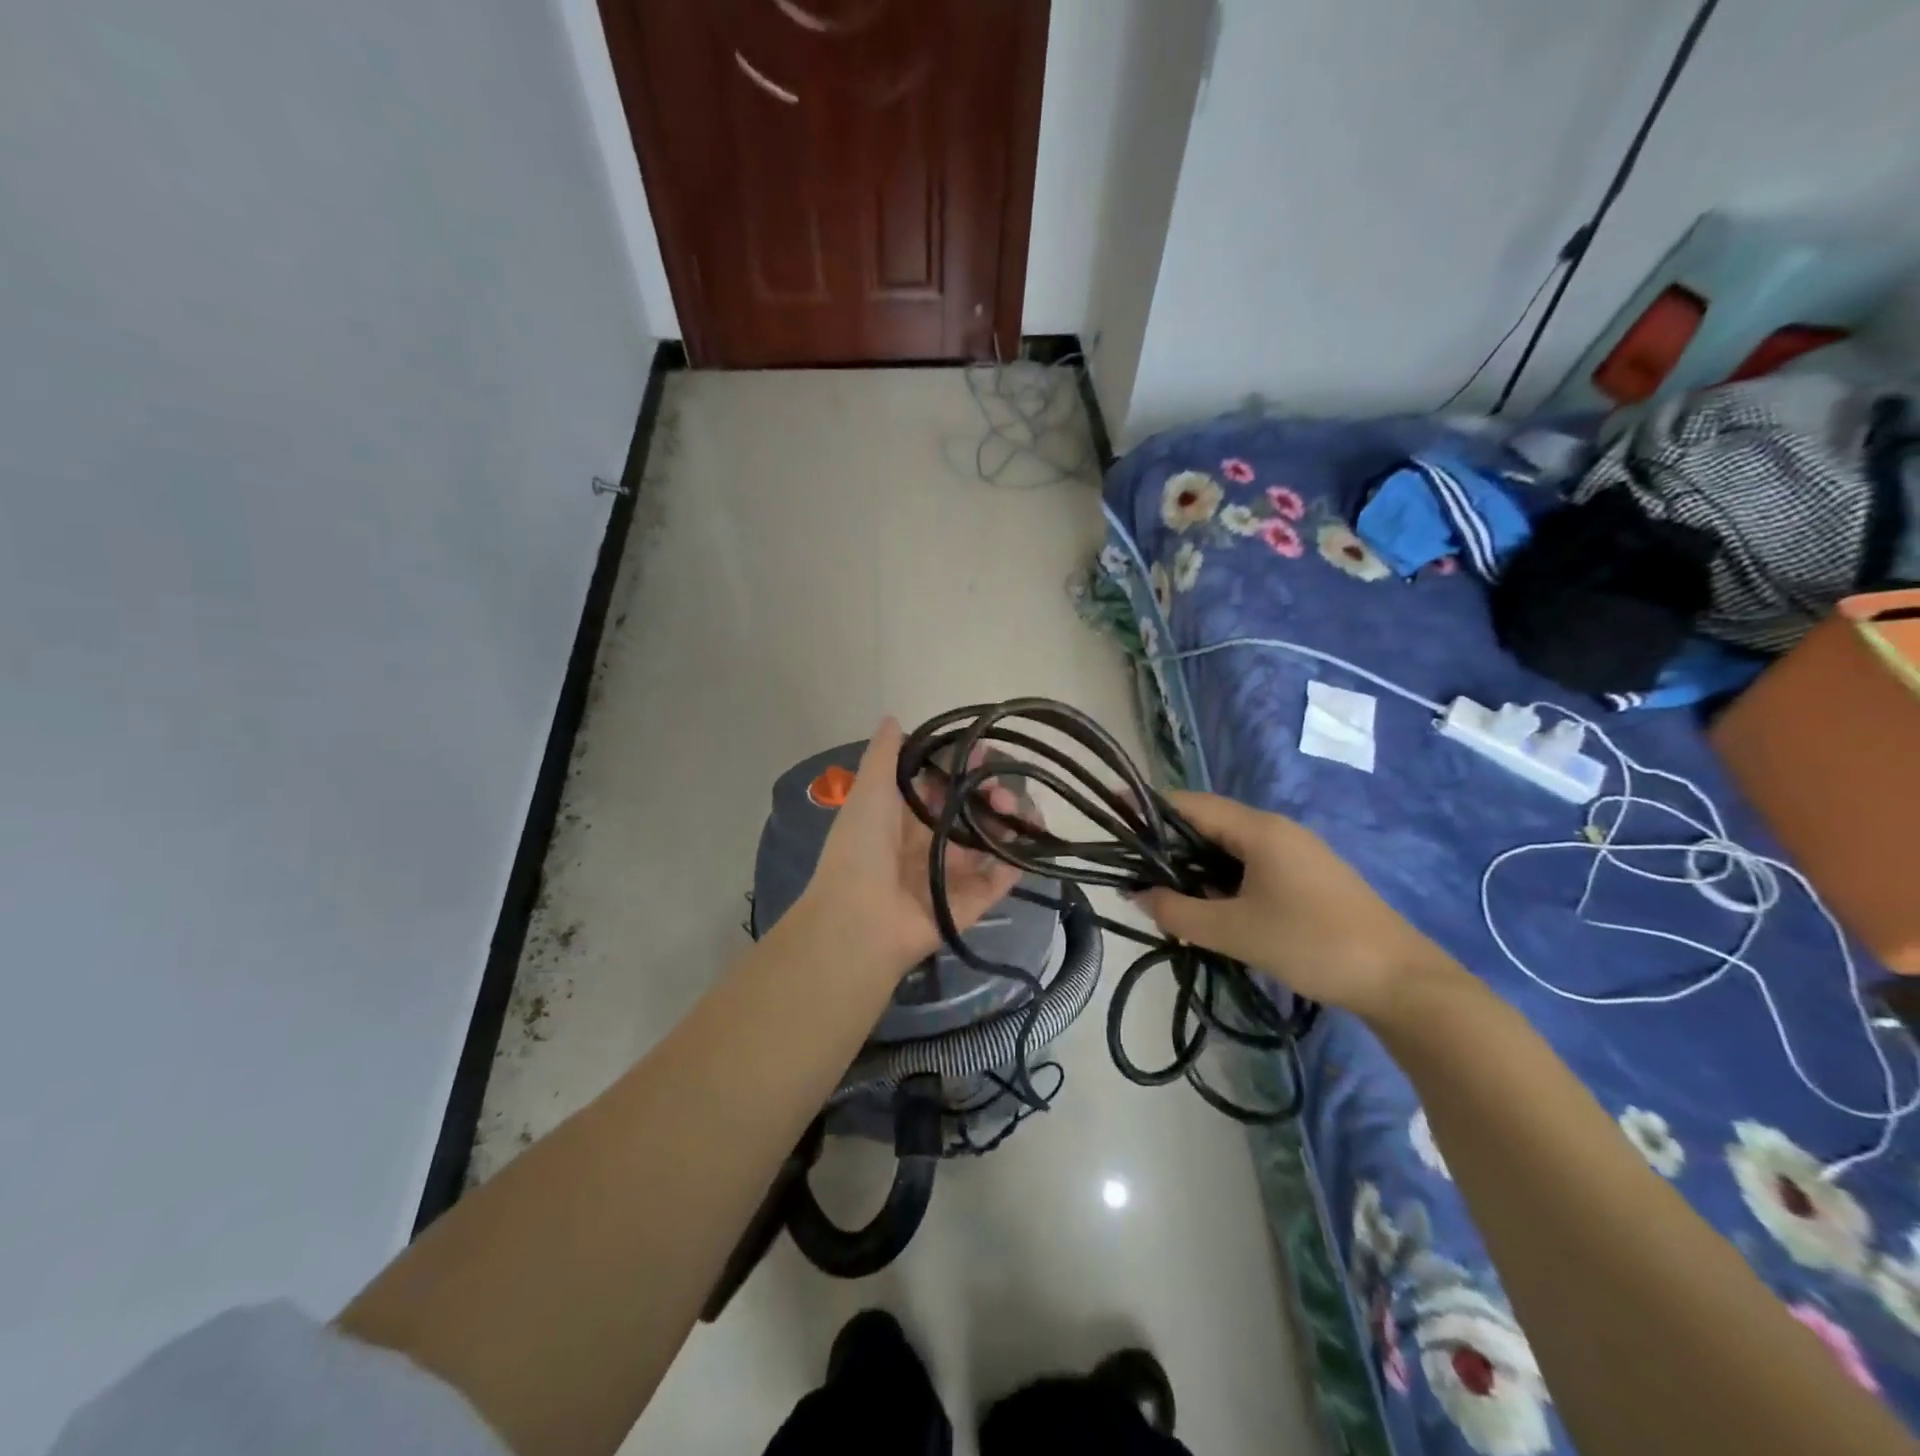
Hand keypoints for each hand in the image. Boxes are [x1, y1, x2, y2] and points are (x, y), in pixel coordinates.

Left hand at [794, 717, 1023, 982]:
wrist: (860, 921)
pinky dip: (1018, 858)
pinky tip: (1031, 835)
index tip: (984, 748)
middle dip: (990, 789)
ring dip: (1010, 818)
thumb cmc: (861, 849)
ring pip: (993, 840)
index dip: (964, 765)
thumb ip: (885, 755)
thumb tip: (893, 718)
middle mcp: (932, 842)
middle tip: (999, 786)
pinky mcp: (972, 902)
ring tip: (1012, 806)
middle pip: (972, 809)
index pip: (943, 784)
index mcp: (905, 817)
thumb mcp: (869, 791)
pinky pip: (1001, 877)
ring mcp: (954, 874)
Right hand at [1139, 791, 1452, 1020]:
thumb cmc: (1311, 944)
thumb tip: (1138, 895)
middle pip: (1209, 823)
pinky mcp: (1309, 876)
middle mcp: (1276, 830)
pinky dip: (1222, 878)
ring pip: (1230, 847)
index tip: (1112, 812)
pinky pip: (1252, 865)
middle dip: (1168, 842)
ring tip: (1165, 892)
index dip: (1148, 806)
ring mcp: (1297, 852)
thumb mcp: (1234, 932)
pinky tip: (1212, 908)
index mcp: (1258, 830)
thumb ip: (1178, 913)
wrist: (1401, 980)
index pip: (1190, 804)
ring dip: (1196, 865)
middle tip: (1134, 868)